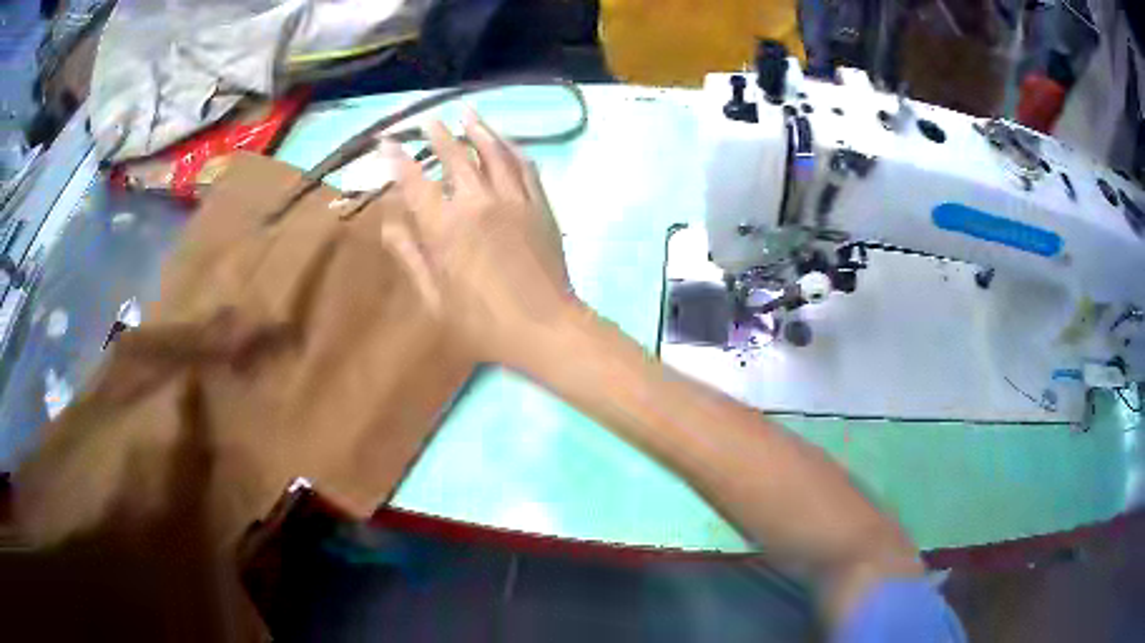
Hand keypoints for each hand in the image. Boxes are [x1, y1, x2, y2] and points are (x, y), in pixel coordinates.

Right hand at [383, 110, 577, 366]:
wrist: (544, 327)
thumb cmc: (482, 323)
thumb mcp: (434, 297)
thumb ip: (410, 255)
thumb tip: (388, 222)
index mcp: (444, 227)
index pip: (414, 182)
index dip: (398, 159)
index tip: (387, 141)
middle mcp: (477, 202)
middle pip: (455, 156)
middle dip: (439, 135)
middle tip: (429, 120)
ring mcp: (513, 199)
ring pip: (494, 152)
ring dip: (479, 130)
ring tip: (468, 113)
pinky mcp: (539, 205)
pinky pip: (524, 166)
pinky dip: (512, 148)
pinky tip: (506, 141)